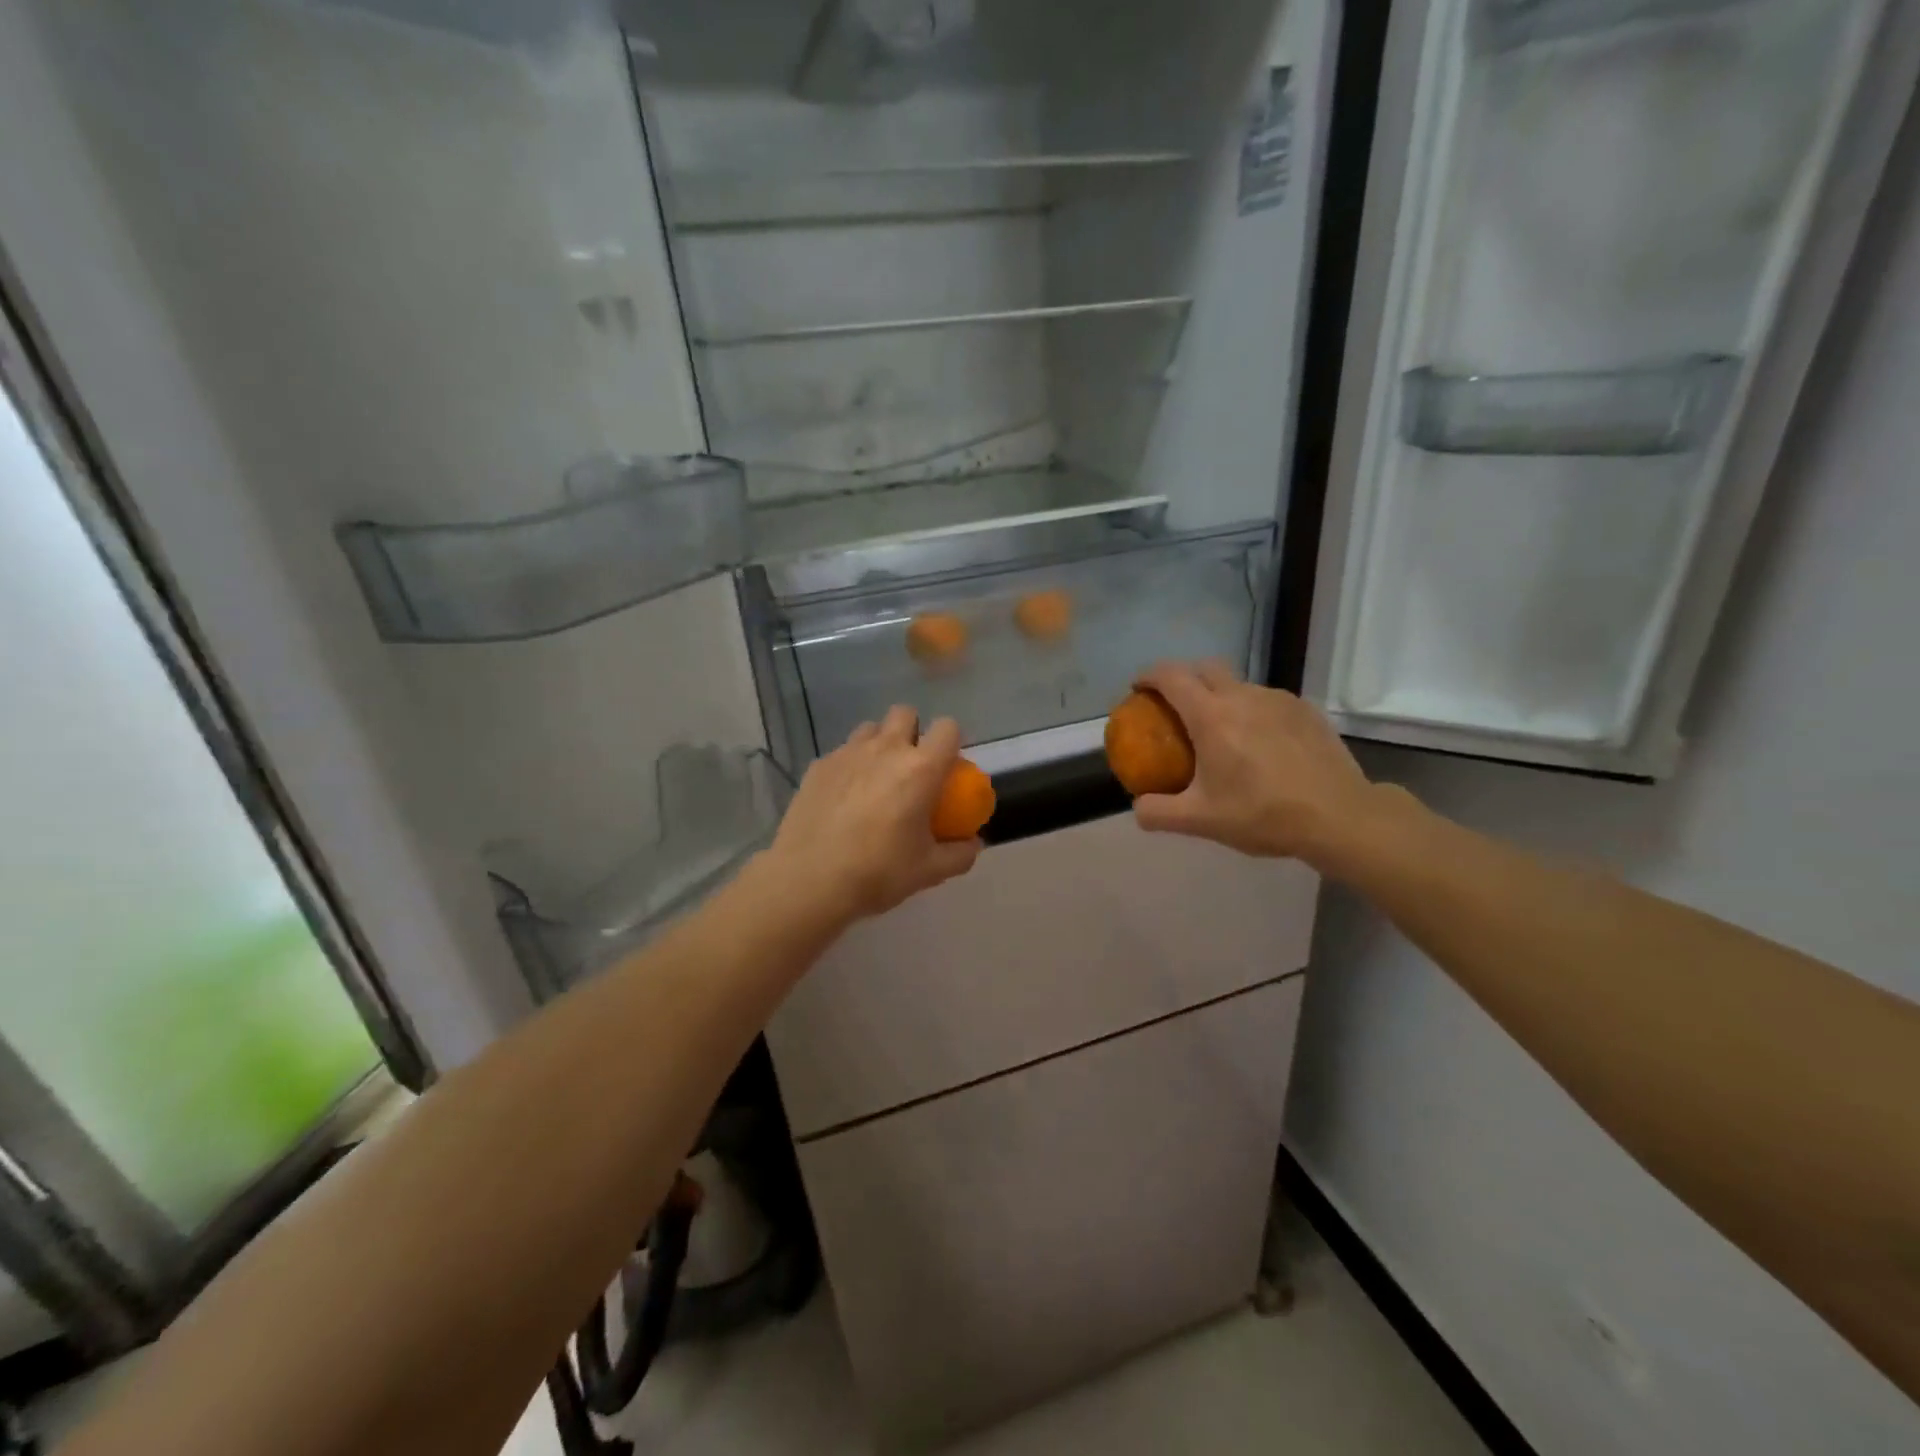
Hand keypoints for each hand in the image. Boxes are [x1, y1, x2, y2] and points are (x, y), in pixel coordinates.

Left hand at [761, 707, 981, 928]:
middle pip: (904, 714)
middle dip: (912, 731)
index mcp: (921, 769)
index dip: (951, 740)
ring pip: (870, 729)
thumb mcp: (929, 871)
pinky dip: (849, 766)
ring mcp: (848, 753)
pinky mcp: (819, 765)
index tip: (946, 765)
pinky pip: (841, 752)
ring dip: (879, 744)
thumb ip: (960, 854)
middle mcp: (886, 749)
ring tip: (875, 778)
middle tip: (910, 766)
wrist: (809, 879)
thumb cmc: (878, 871)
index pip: (947, 728)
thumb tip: (974, 843)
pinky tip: (843, 797)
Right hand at [1130, 661, 1383, 867]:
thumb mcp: (1200, 821)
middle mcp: (1242, 696)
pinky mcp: (1305, 710)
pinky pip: (1266, 700)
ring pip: (1238, 684)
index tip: (1138, 688)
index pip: (1171, 676)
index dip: (1148, 676)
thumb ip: (1158, 813)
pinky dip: (1251, 710)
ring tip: (1220, 730)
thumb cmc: (1263, 814)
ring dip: (1219, 696)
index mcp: (1211, 716)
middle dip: (1183, 678)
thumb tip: (1138, 807)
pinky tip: (1259, 743)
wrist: (1339, 816)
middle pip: (1204, 668)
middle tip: (1174, 705)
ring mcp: (1278, 700)